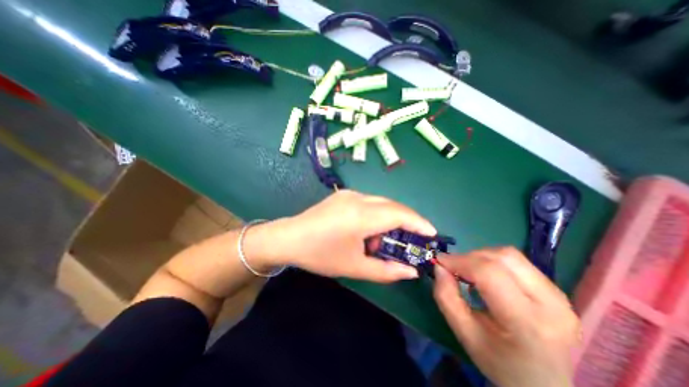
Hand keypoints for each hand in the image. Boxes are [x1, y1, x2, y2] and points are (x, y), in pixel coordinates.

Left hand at [258, 189, 434, 280]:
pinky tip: (366, 230)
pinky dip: (376, 215)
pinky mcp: (343, 195)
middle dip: (407, 221)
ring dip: (389, 219)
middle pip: (393, 205)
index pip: (400, 213)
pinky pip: (369, 202)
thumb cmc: (320, 254)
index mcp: (361, 215)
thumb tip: (411, 271)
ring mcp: (350, 194)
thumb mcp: (354, 267)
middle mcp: (358, 198)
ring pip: (381, 202)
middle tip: (411, 240)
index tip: (432, 234)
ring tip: (381, 241)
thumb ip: (386, 270)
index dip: (419, 222)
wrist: (289, 238)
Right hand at [433, 249, 576, 385]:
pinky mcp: (557, 291)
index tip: (440, 261)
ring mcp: (560, 296)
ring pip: (510, 255)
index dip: (460, 261)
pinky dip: (493, 261)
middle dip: (470, 256)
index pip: (489, 273)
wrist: (545, 386)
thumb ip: (446, 297)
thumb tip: (439, 266)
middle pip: (502, 258)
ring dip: (481, 256)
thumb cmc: (500, 363)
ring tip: (469, 271)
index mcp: (527, 322)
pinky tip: (486, 275)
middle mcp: (551, 304)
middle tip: (453, 267)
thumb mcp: (464, 334)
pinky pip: (518, 262)